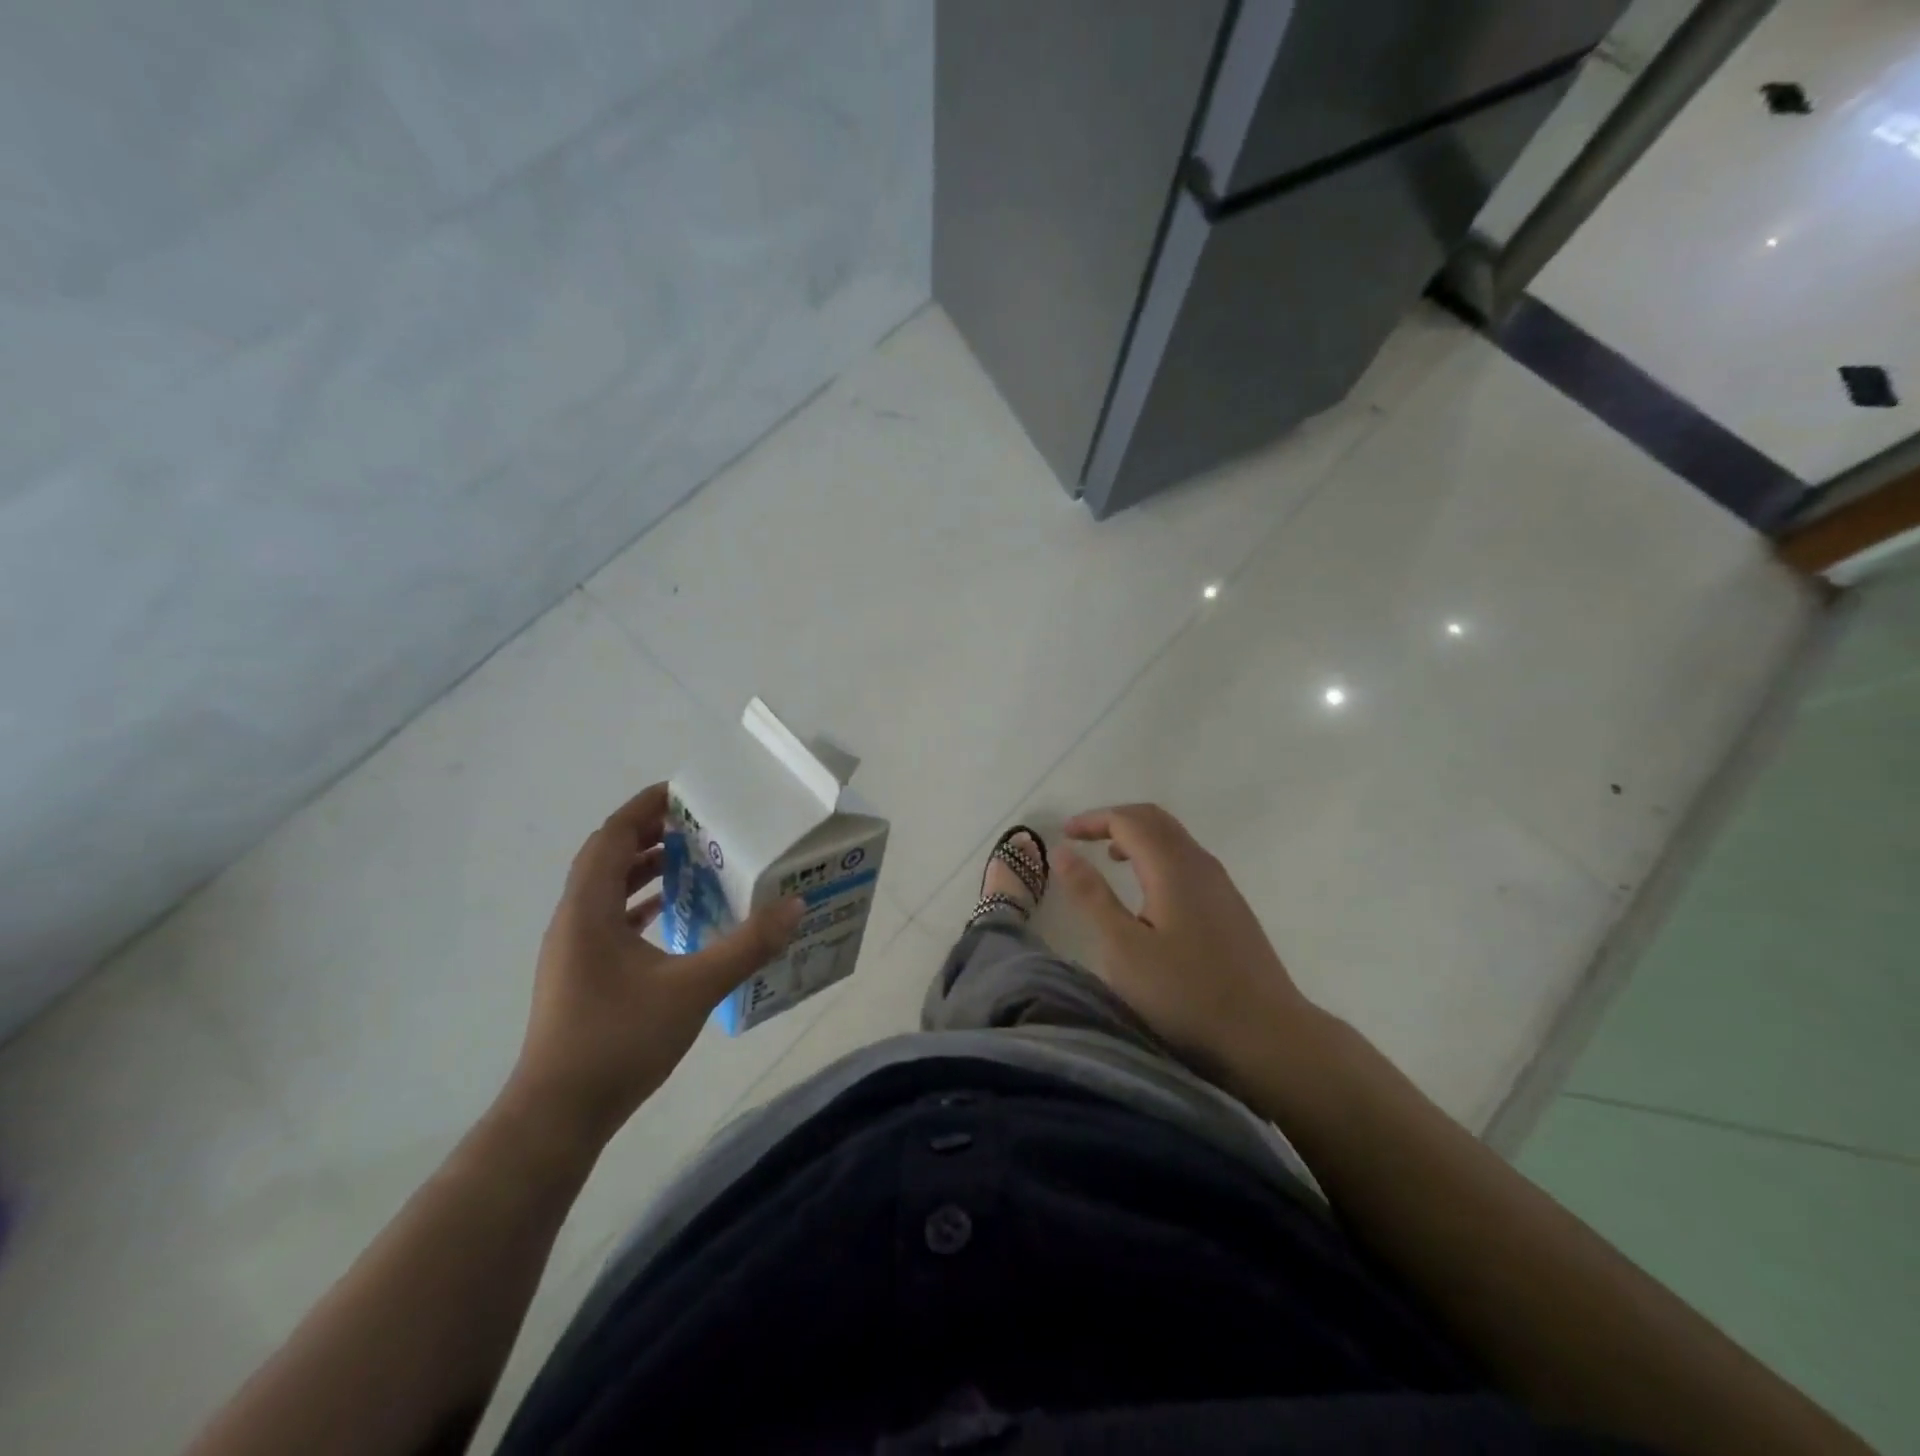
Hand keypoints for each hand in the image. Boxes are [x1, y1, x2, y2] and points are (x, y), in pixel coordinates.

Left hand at [504, 784, 802, 1149]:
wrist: (557, 1116)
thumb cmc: (618, 1041)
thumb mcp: (693, 989)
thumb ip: (746, 946)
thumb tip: (794, 907)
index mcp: (588, 910)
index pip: (611, 837)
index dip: (643, 808)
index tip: (682, 792)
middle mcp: (573, 921)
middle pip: (606, 858)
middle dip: (649, 834)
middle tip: (697, 824)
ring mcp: (572, 951)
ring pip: (606, 890)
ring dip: (644, 869)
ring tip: (691, 860)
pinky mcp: (579, 976)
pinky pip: (609, 920)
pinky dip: (639, 905)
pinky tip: (672, 915)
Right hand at [1056, 803, 1317, 1093]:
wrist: (1268, 1037)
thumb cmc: (1185, 994)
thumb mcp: (1123, 947)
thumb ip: (1092, 895)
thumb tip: (1063, 851)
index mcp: (1173, 867)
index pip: (1128, 820)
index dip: (1093, 820)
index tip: (1064, 834)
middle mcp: (1200, 864)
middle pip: (1155, 820)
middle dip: (1115, 820)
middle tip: (1083, 838)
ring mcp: (1221, 885)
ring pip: (1175, 839)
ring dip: (1138, 838)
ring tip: (1109, 860)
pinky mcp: (1231, 907)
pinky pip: (1187, 860)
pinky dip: (1157, 857)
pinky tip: (1147, 892)